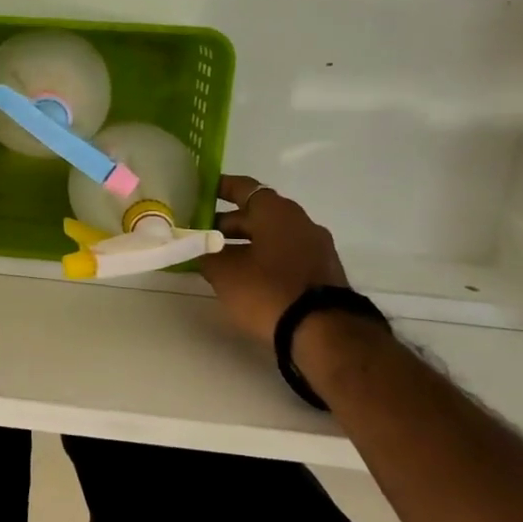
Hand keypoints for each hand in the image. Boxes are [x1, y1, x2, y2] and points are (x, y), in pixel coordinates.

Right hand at [199, 175, 346, 342]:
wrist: (324, 334)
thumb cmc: (268, 290)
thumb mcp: (223, 272)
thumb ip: (205, 254)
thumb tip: (198, 248)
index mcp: (276, 211)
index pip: (243, 187)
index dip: (218, 188)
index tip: (198, 194)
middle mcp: (300, 222)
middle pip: (256, 214)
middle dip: (226, 224)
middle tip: (199, 238)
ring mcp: (316, 248)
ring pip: (271, 237)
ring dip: (245, 245)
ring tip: (219, 262)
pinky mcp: (323, 273)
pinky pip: (285, 256)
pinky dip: (264, 260)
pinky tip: (246, 279)